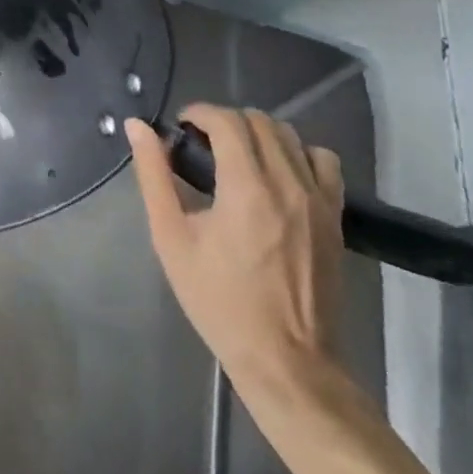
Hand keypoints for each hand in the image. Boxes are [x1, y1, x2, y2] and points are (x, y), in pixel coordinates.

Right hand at [125, 105, 344, 394]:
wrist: (286, 360)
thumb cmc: (219, 300)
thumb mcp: (172, 237)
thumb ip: (154, 175)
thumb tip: (137, 126)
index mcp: (246, 187)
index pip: (226, 121)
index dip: (199, 113)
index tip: (181, 128)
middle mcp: (287, 183)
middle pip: (258, 121)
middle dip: (225, 121)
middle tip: (202, 145)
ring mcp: (317, 200)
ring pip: (290, 135)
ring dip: (259, 133)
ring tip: (238, 157)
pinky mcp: (335, 217)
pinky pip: (323, 161)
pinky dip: (298, 153)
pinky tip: (279, 174)